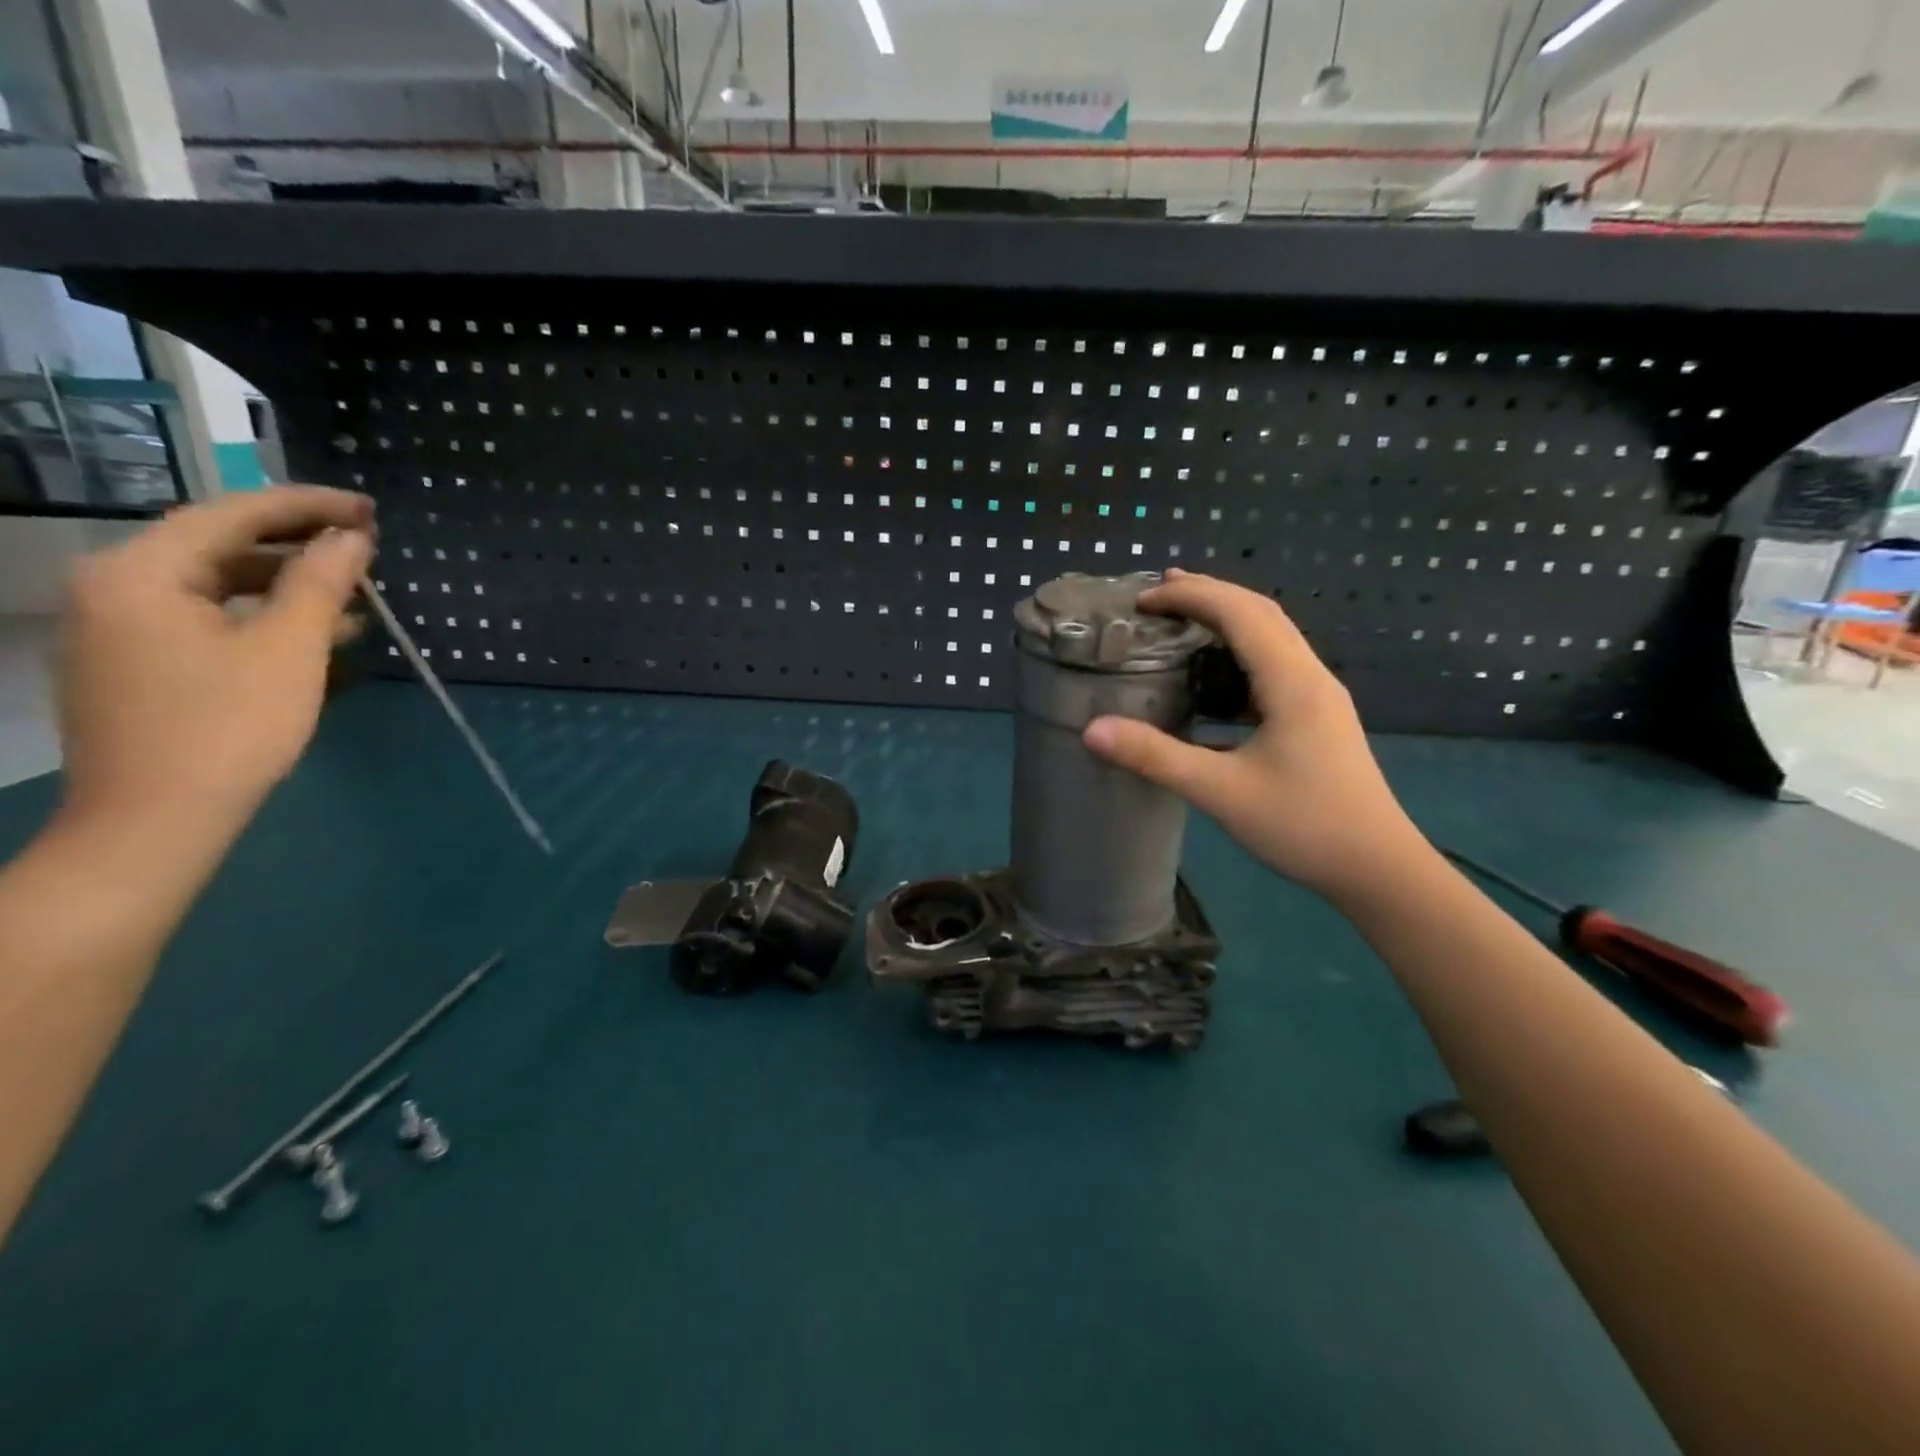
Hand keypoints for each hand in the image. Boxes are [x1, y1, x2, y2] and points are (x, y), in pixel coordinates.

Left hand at [57, 487, 374, 829]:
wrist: (156, 820)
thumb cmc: (228, 726)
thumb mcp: (288, 648)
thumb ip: (320, 583)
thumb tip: (352, 537)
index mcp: (138, 572)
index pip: (230, 515)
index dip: (306, 506)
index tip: (367, 509)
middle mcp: (112, 587)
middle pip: (216, 545)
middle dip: (297, 544)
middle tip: (365, 544)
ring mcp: (117, 628)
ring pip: (213, 585)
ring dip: (286, 584)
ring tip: (355, 593)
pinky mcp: (133, 663)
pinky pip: (204, 618)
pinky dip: (260, 616)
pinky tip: (315, 633)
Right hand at [1082, 569, 1422, 903]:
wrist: (1377, 869)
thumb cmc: (1304, 826)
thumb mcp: (1221, 792)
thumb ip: (1155, 757)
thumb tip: (1092, 730)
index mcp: (1292, 681)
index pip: (1240, 613)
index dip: (1190, 596)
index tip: (1141, 601)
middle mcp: (1310, 676)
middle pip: (1260, 612)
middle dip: (1208, 594)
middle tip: (1157, 595)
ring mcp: (1319, 696)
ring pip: (1271, 637)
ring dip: (1226, 620)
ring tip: (1182, 621)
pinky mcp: (1317, 718)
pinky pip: (1274, 666)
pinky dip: (1238, 654)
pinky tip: (1213, 679)